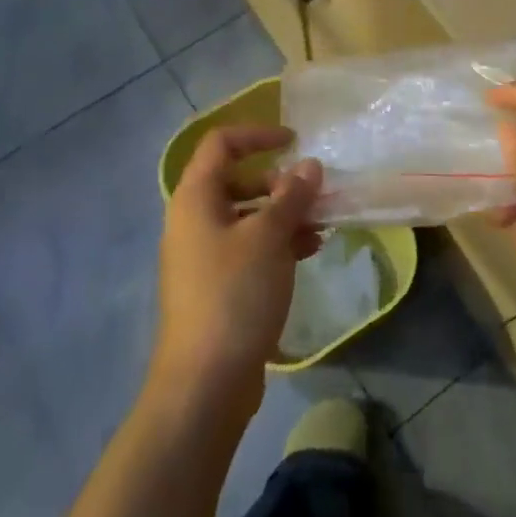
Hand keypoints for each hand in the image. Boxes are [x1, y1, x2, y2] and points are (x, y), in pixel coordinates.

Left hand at [154, 125, 322, 414]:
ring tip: (321, 225)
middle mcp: (194, 219)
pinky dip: (277, 242)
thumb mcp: (269, 237)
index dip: (257, 134)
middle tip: (314, 193)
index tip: (295, 140)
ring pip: (247, 216)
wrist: (204, 382)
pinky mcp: (217, 285)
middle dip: (279, 181)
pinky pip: (249, 247)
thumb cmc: (234, 294)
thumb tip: (309, 166)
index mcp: (195, 198)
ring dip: (284, 214)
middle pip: (237, 179)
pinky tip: (309, 251)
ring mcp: (203, 255)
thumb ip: (291, 196)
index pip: (221, 143)